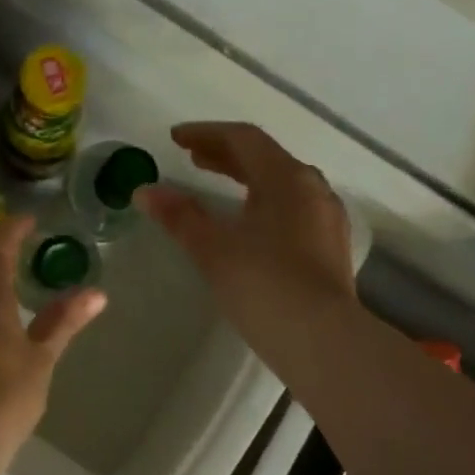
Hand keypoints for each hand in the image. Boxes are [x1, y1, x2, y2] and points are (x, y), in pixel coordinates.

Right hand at [139, 123, 361, 375]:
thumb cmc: (264, 286)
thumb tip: (145, 191)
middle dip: (225, 155)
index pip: (244, 139)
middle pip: (266, 158)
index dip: (206, 134)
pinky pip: (292, 208)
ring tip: (218, 186)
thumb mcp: (214, 250)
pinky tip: (249, 223)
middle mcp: (313, 189)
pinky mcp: (329, 247)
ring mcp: (326, 219)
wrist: (321, 341)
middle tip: (192, 158)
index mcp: (287, 179)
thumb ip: (180, 216)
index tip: (175, 139)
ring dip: (246, 178)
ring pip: (282, 184)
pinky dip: (264, 202)